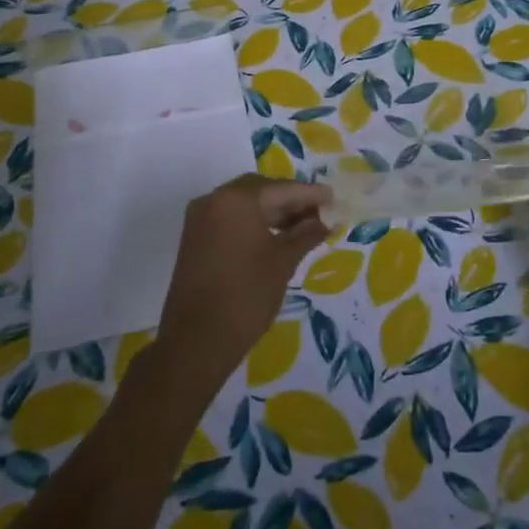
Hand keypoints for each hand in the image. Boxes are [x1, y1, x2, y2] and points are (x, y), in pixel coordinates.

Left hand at [155, 175, 329, 390]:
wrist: (197, 339)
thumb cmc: (247, 294)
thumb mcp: (283, 261)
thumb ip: (305, 234)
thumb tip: (324, 220)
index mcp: (236, 199)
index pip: (281, 189)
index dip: (310, 194)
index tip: (333, 198)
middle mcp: (214, 199)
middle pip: (260, 191)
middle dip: (290, 200)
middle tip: (318, 213)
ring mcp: (200, 218)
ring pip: (244, 204)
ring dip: (272, 212)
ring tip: (303, 227)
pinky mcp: (195, 238)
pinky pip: (230, 219)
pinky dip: (253, 223)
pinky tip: (276, 237)